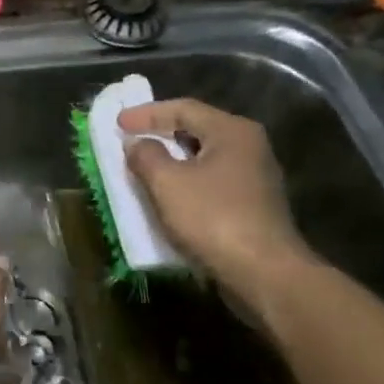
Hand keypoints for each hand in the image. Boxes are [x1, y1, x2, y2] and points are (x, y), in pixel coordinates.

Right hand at [118, 98, 313, 310]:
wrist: (265, 274)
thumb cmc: (213, 218)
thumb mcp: (167, 183)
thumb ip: (146, 156)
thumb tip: (137, 144)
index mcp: (232, 131)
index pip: (183, 108)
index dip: (146, 114)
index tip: (118, 124)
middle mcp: (249, 146)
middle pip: (197, 129)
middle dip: (160, 134)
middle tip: (130, 140)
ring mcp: (255, 177)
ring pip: (204, 158)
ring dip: (172, 161)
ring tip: (143, 168)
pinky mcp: (254, 205)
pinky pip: (212, 182)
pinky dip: (186, 182)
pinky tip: (169, 197)